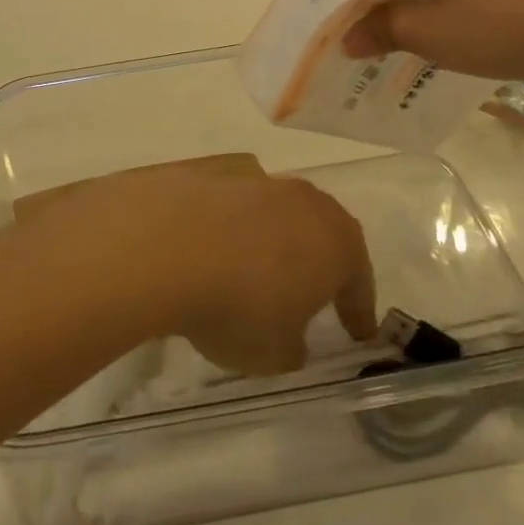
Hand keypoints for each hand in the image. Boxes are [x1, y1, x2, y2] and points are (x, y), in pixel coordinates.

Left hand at [15, 155, 376, 374]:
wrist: (164, 244)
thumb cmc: (238, 306)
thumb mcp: (274, 353)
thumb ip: (292, 346)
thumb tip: (291, 337)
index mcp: (337, 242)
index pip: (358, 280)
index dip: (358, 310)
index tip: (359, 332)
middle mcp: (303, 201)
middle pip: (321, 232)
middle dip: (318, 262)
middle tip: (312, 292)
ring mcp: (255, 179)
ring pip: (275, 212)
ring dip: (270, 239)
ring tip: (251, 270)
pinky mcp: (210, 171)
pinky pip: (231, 204)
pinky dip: (227, 225)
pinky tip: (209, 247)